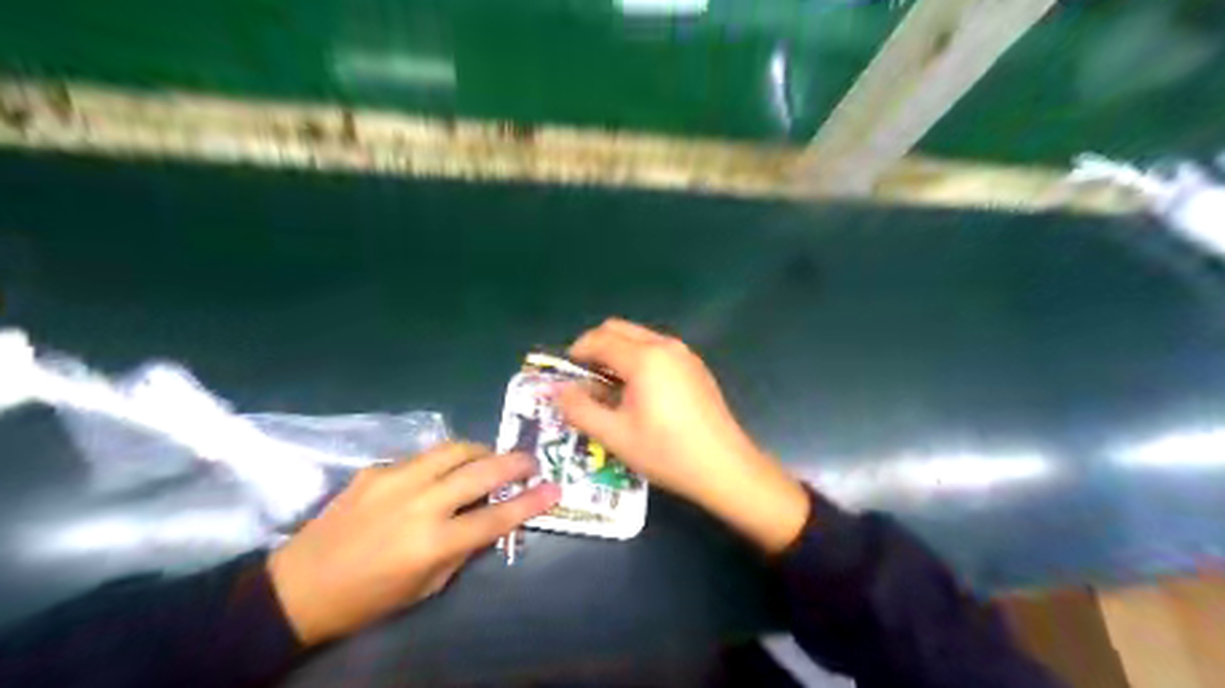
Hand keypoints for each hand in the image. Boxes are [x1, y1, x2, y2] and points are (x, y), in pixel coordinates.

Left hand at [268, 441, 558, 644]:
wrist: (298, 586)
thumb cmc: (368, 598)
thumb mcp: (426, 586)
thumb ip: (463, 549)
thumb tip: (489, 519)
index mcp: (433, 543)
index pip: (496, 518)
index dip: (530, 501)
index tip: (554, 488)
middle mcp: (419, 504)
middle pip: (480, 471)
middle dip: (514, 462)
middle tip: (529, 461)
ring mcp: (395, 480)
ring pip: (454, 449)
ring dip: (481, 450)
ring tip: (490, 458)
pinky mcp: (377, 469)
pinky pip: (423, 456)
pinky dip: (443, 461)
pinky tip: (441, 472)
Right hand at [559, 319, 810, 555]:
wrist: (725, 467)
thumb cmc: (666, 452)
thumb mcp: (615, 436)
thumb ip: (579, 409)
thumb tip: (559, 391)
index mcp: (643, 358)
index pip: (599, 339)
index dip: (576, 352)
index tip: (565, 375)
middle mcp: (665, 346)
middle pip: (619, 329)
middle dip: (596, 347)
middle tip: (585, 379)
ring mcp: (685, 355)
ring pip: (640, 338)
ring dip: (618, 354)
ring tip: (610, 389)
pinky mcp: (696, 368)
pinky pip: (658, 351)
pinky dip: (640, 360)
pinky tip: (640, 394)